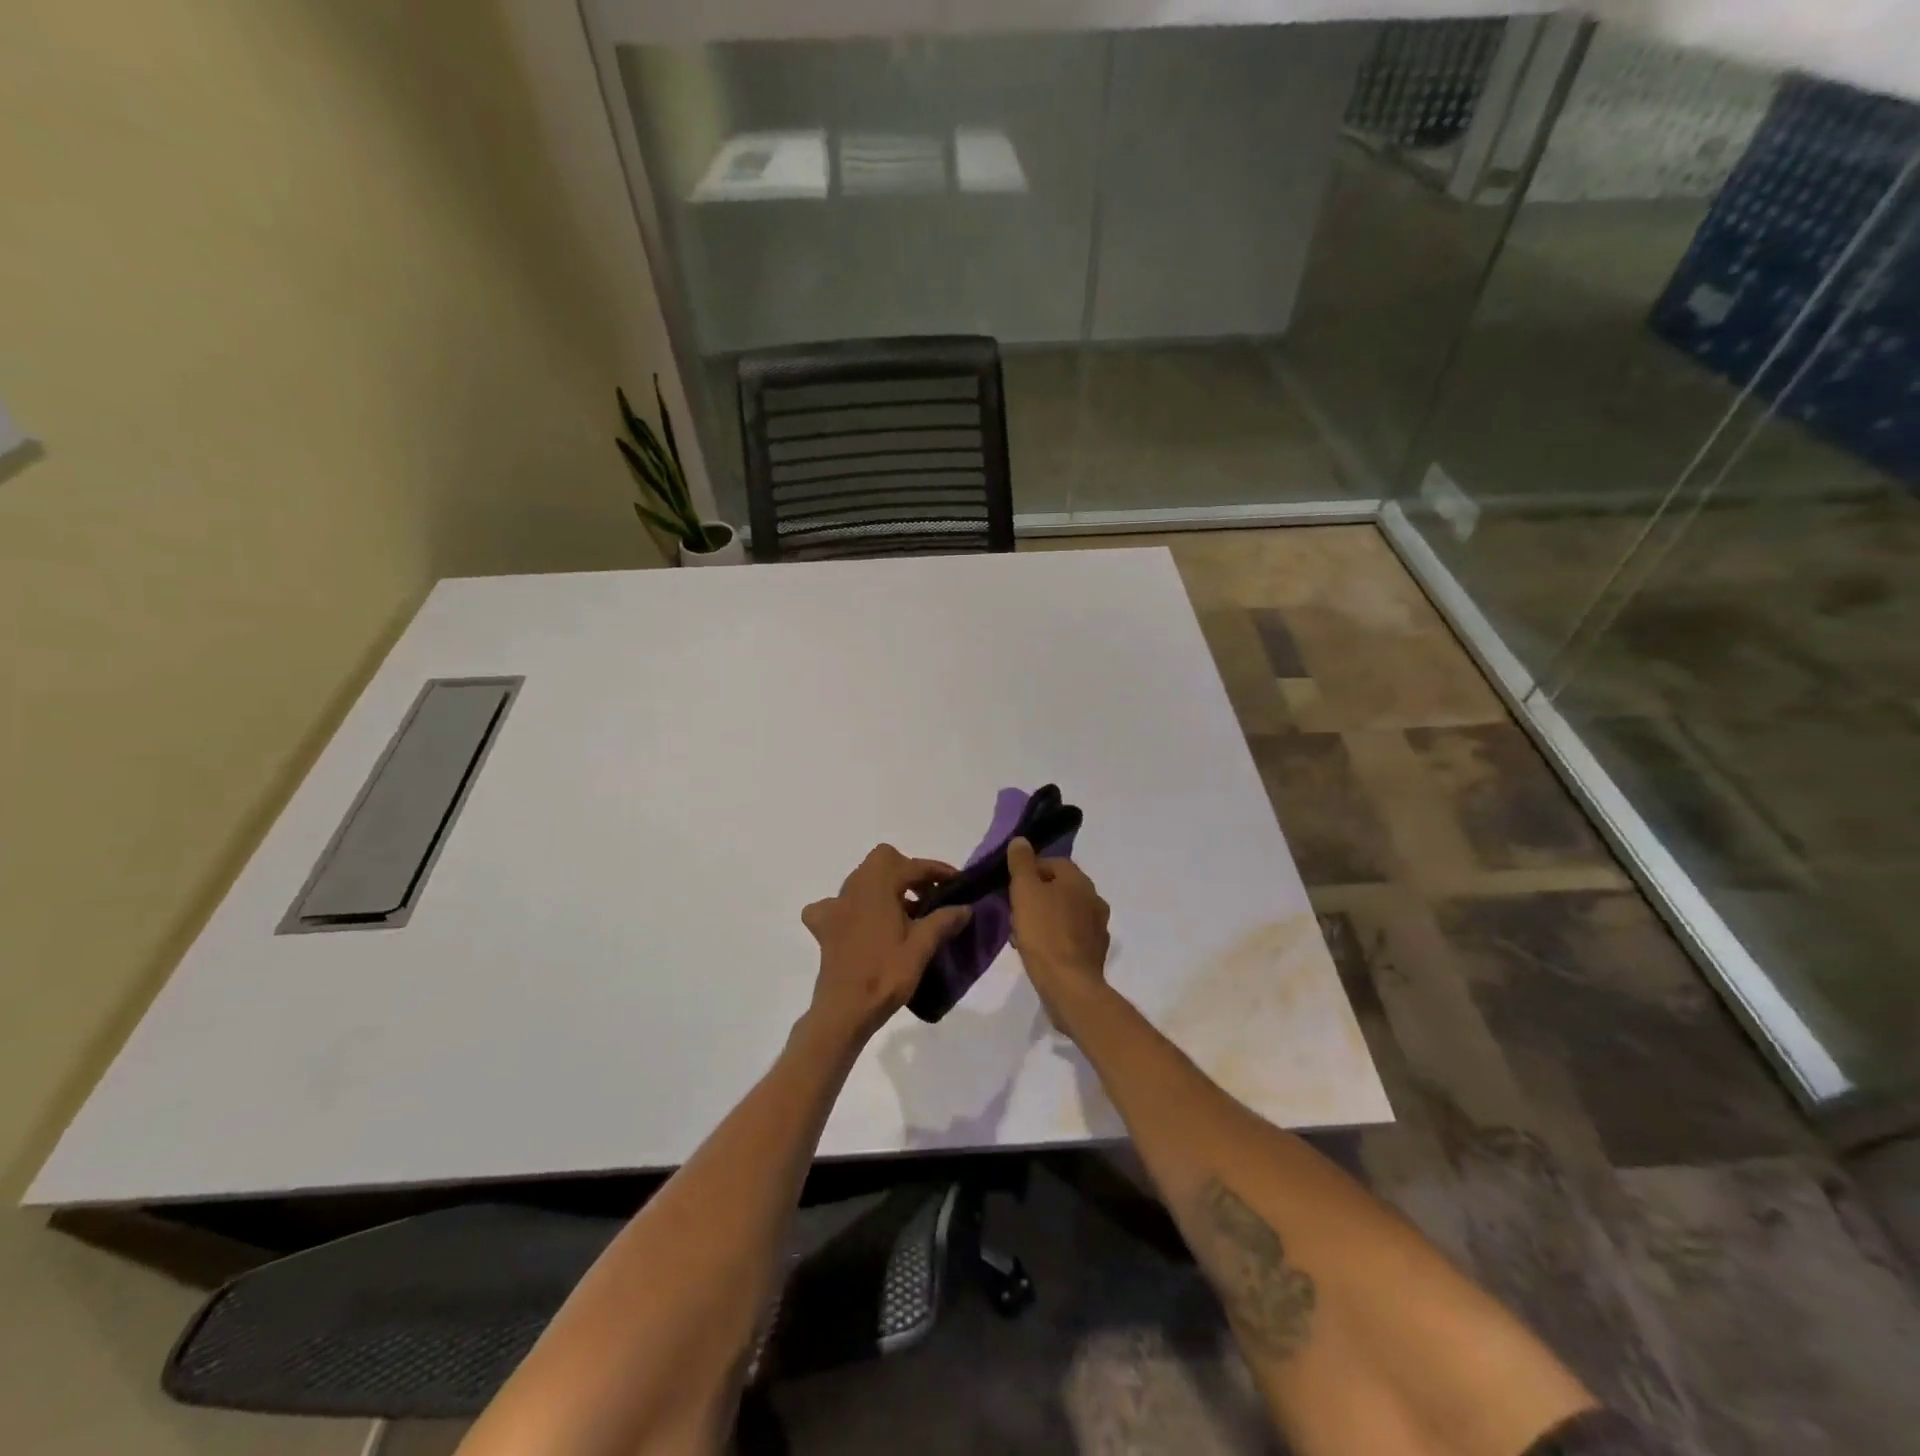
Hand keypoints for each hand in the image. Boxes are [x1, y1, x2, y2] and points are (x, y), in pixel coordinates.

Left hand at [801, 844, 971, 1041]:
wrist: (844, 1011)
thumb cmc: (885, 975)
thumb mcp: (921, 947)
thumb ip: (943, 921)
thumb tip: (966, 907)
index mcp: (877, 886)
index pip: (912, 866)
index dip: (937, 871)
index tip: (957, 882)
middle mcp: (853, 888)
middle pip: (883, 862)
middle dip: (908, 872)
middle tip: (929, 896)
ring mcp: (834, 906)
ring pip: (863, 880)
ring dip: (885, 887)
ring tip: (905, 913)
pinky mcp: (824, 927)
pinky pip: (837, 905)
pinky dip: (853, 908)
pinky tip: (863, 925)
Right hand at [1006, 837, 1111, 1028]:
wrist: (1069, 985)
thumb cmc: (1044, 932)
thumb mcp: (1025, 891)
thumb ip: (1021, 863)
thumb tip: (1021, 840)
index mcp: (1080, 881)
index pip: (1053, 863)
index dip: (1029, 872)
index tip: (1012, 888)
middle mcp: (1094, 899)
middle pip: (1058, 888)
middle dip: (1035, 897)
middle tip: (1014, 912)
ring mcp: (1098, 928)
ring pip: (1063, 913)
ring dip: (1043, 918)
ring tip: (1021, 935)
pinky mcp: (1094, 953)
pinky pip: (1069, 937)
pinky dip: (1053, 939)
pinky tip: (1037, 952)